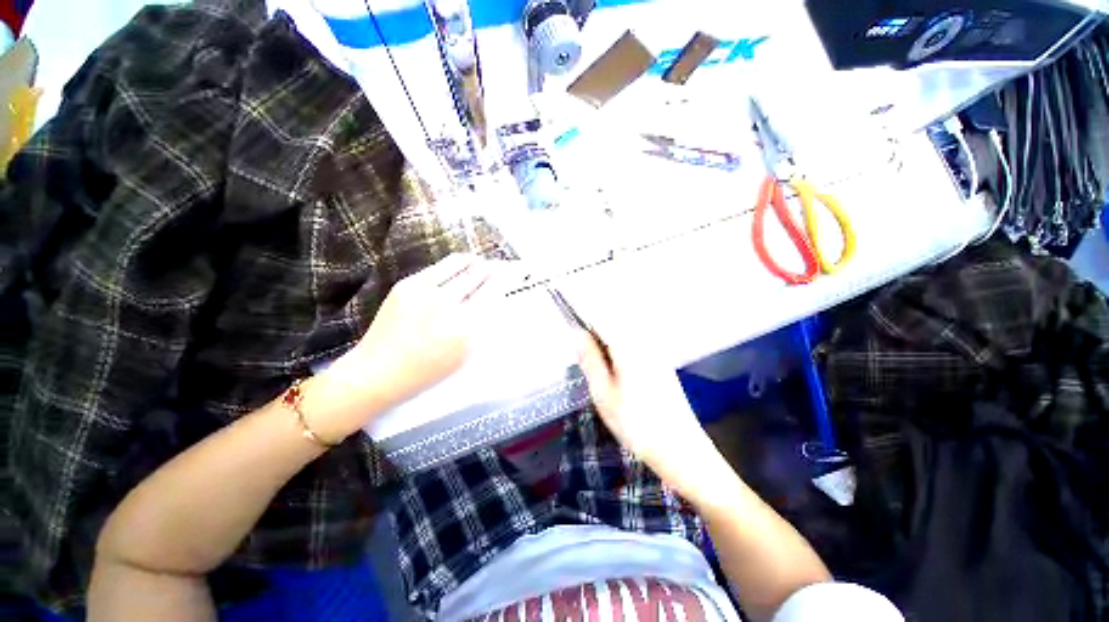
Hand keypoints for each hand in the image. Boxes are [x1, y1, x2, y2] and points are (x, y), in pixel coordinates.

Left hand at [306, 254, 513, 439]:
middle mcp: (447, 304)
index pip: (492, 292)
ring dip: (474, 262)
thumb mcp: (465, 354)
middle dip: (491, 269)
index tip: (510, 274)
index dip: (503, 279)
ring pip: (459, 264)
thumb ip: (482, 326)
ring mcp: (424, 291)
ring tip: (480, 262)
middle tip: (497, 267)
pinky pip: (438, 268)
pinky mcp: (407, 284)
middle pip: (478, 274)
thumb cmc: (427, 371)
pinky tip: (459, 268)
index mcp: (465, 327)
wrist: (377, 371)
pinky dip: (453, 266)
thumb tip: (494, 298)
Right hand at [579, 334, 735, 504]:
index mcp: (628, 345)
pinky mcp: (661, 364)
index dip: (584, 326)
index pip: (601, 318)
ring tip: (605, 382)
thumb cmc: (637, 424)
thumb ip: (590, 360)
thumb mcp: (603, 393)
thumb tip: (578, 334)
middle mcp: (645, 342)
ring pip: (622, 340)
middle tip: (590, 371)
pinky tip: (621, 384)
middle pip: (612, 327)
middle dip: (596, 342)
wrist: (682, 451)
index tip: (576, 345)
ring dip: (608, 352)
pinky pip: (634, 350)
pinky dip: (620, 360)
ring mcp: (656, 352)